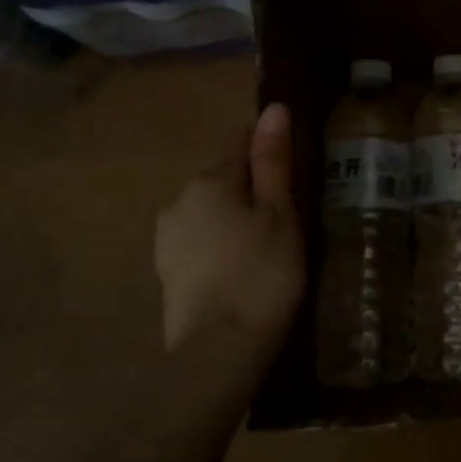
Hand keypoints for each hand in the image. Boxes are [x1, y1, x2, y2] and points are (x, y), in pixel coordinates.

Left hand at [155, 103, 305, 357]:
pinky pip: (200, 241)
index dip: (269, 152)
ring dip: (235, 218)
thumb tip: (273, 108)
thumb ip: (273, 160)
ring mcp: (167, 238)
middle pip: (223, 178)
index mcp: (208, 180)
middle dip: (251, 189)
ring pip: (210, 211)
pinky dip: (221, 246)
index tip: (293, 173)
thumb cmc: (261, 274)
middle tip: (287, 218)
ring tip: (267, 248)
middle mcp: (178, 200)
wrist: (218, 353)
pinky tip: (242, 270)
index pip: (240, 143)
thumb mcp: (279, 213)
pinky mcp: (167, 272)